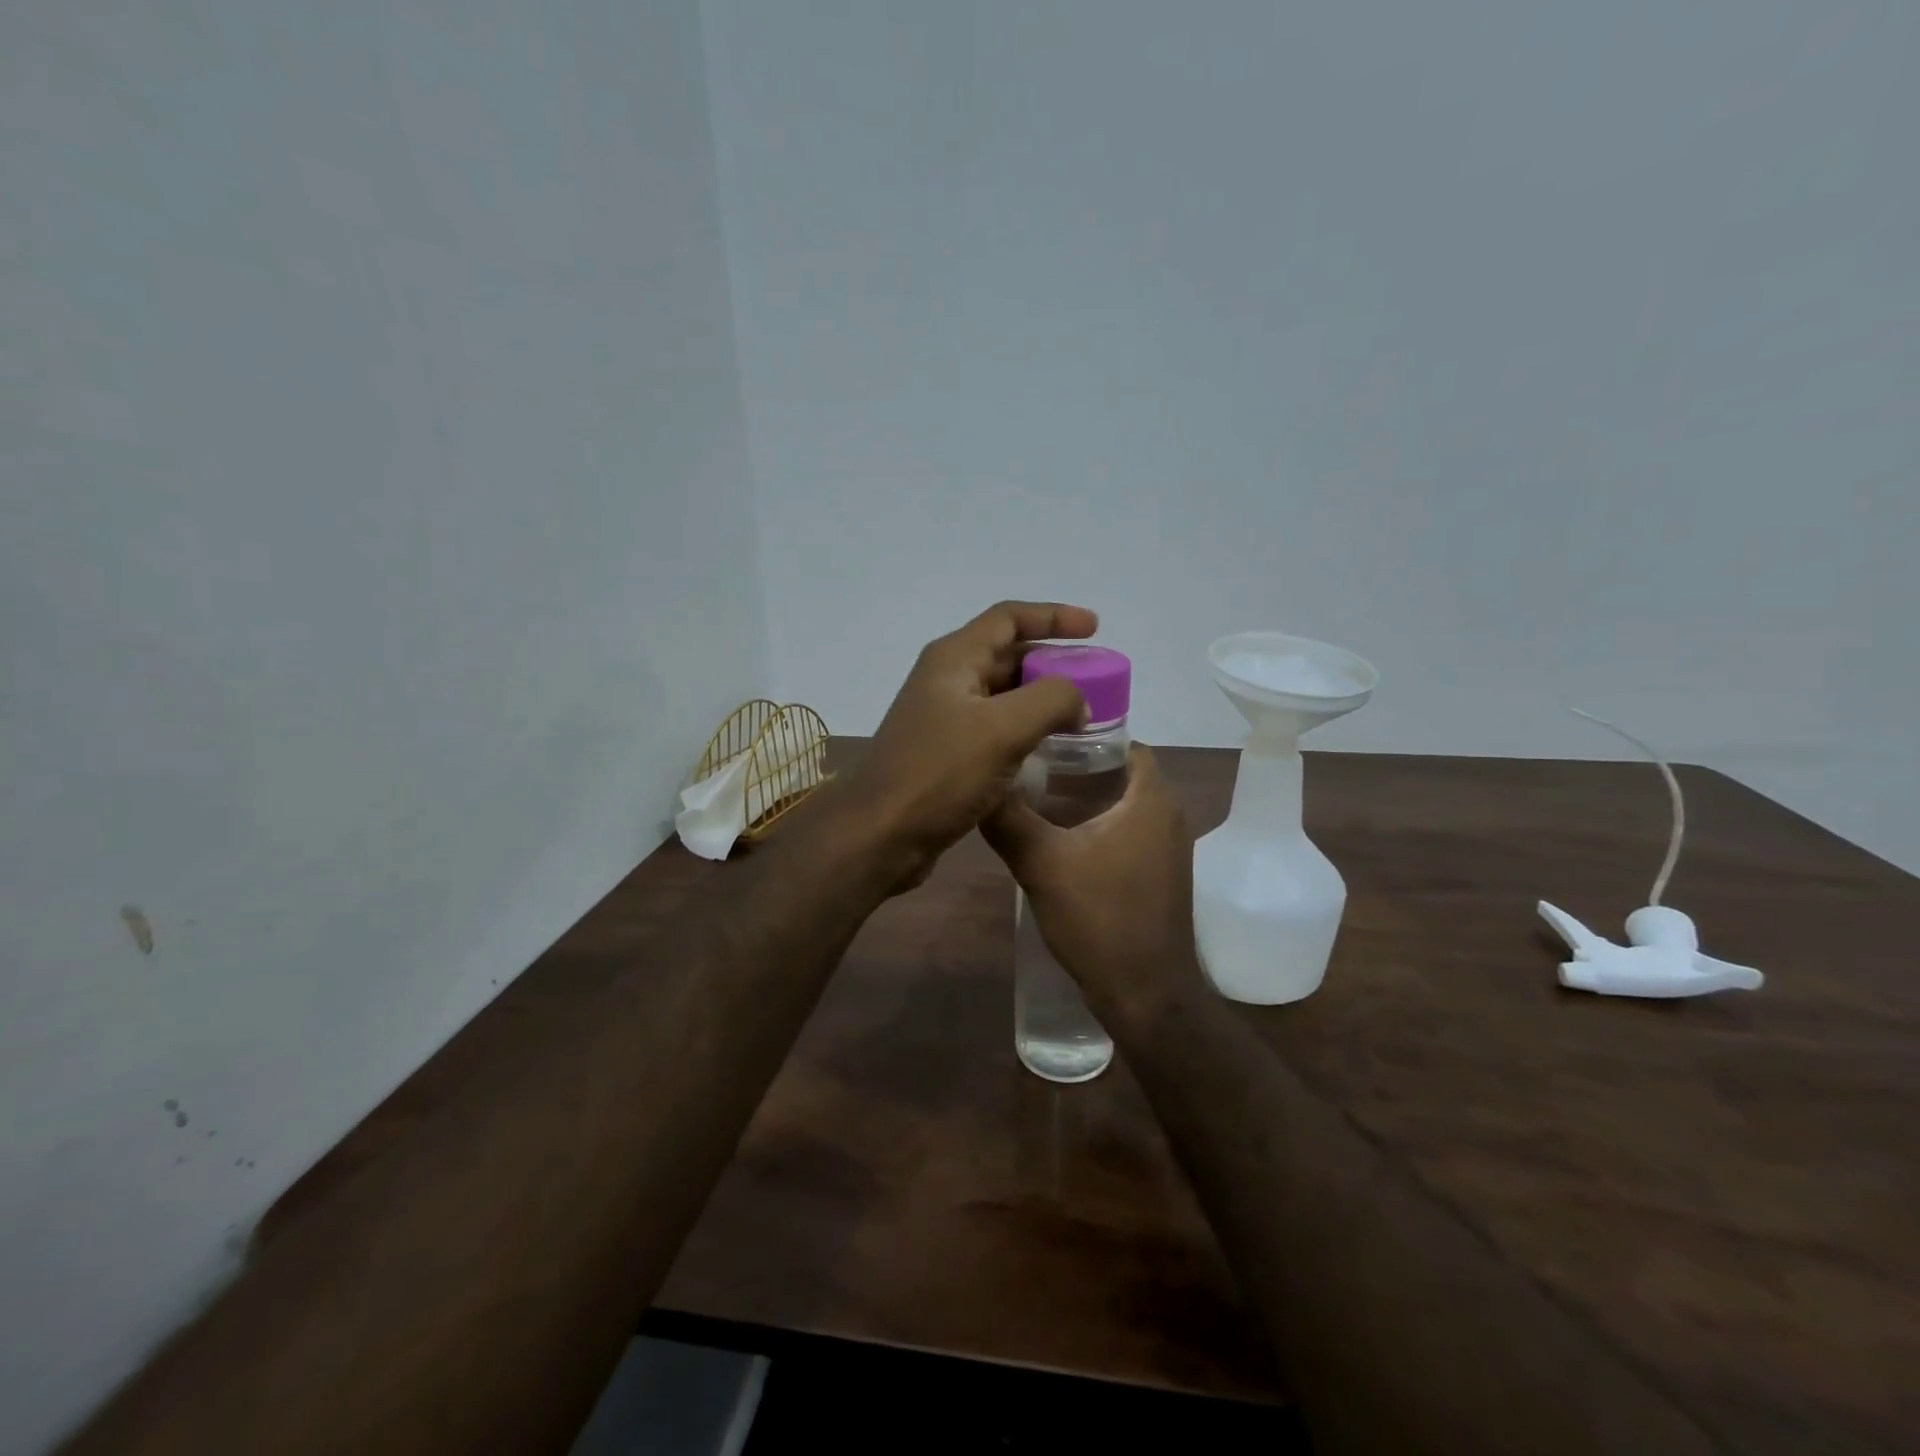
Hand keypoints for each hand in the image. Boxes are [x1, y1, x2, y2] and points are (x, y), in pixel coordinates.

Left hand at [842, 601, 1098, 891]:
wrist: (881, 834)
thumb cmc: (940, 773)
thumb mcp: (1003, 729)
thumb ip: (1051, 699)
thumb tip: (1078, 699)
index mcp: (953, 659)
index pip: (1009, 618)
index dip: (1054, 616)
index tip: (1095, 628)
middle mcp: (946, 680)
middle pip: (1007, 654)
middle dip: (1052, 661)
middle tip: (1095, 679)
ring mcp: (943, 718)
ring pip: (1002, 694)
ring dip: (1040, 698)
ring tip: (1081, 714)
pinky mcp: (945, 753)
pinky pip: (994, 728)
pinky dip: (1024, 729)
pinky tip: (1049, 748)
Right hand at [982, 744, 1204, 1019]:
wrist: (1145, 994)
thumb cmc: (1099, 918)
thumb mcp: (1042, 863)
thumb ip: (1009, 819)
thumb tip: (981, 783)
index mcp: (1151, 801)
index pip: (1127, 744)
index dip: (1087, 737)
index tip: (1045, 739)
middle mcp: (1169, 817)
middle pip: (1124, 774)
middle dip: (1080, 768)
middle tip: (1033, 767)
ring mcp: (1169, 850)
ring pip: (1125, 806)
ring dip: (1088, 799)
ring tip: (1038, 799)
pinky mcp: (1160, 876)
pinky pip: (1130, 833)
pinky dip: (1099, 826)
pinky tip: (1060, 840)